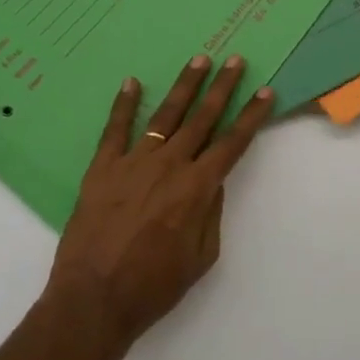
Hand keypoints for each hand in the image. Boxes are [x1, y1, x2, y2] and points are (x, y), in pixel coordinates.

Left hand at [47, 54, 275, 345]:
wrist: (94, 299)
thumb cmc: (154, 286)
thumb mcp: (201, 257)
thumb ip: (211, 213)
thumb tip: (213, 181)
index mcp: (196, 188)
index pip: (232, 143)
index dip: (251, 116)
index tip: (265, 92)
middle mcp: (169, 165)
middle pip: (202, 118)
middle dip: (222, 87)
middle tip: (235, 60)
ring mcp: (133, 163)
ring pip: (165, 116)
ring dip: (184, 86)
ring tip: (198, 60)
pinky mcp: (102, 168)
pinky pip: (115, 129)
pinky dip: (123, 104)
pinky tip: (131, 82)